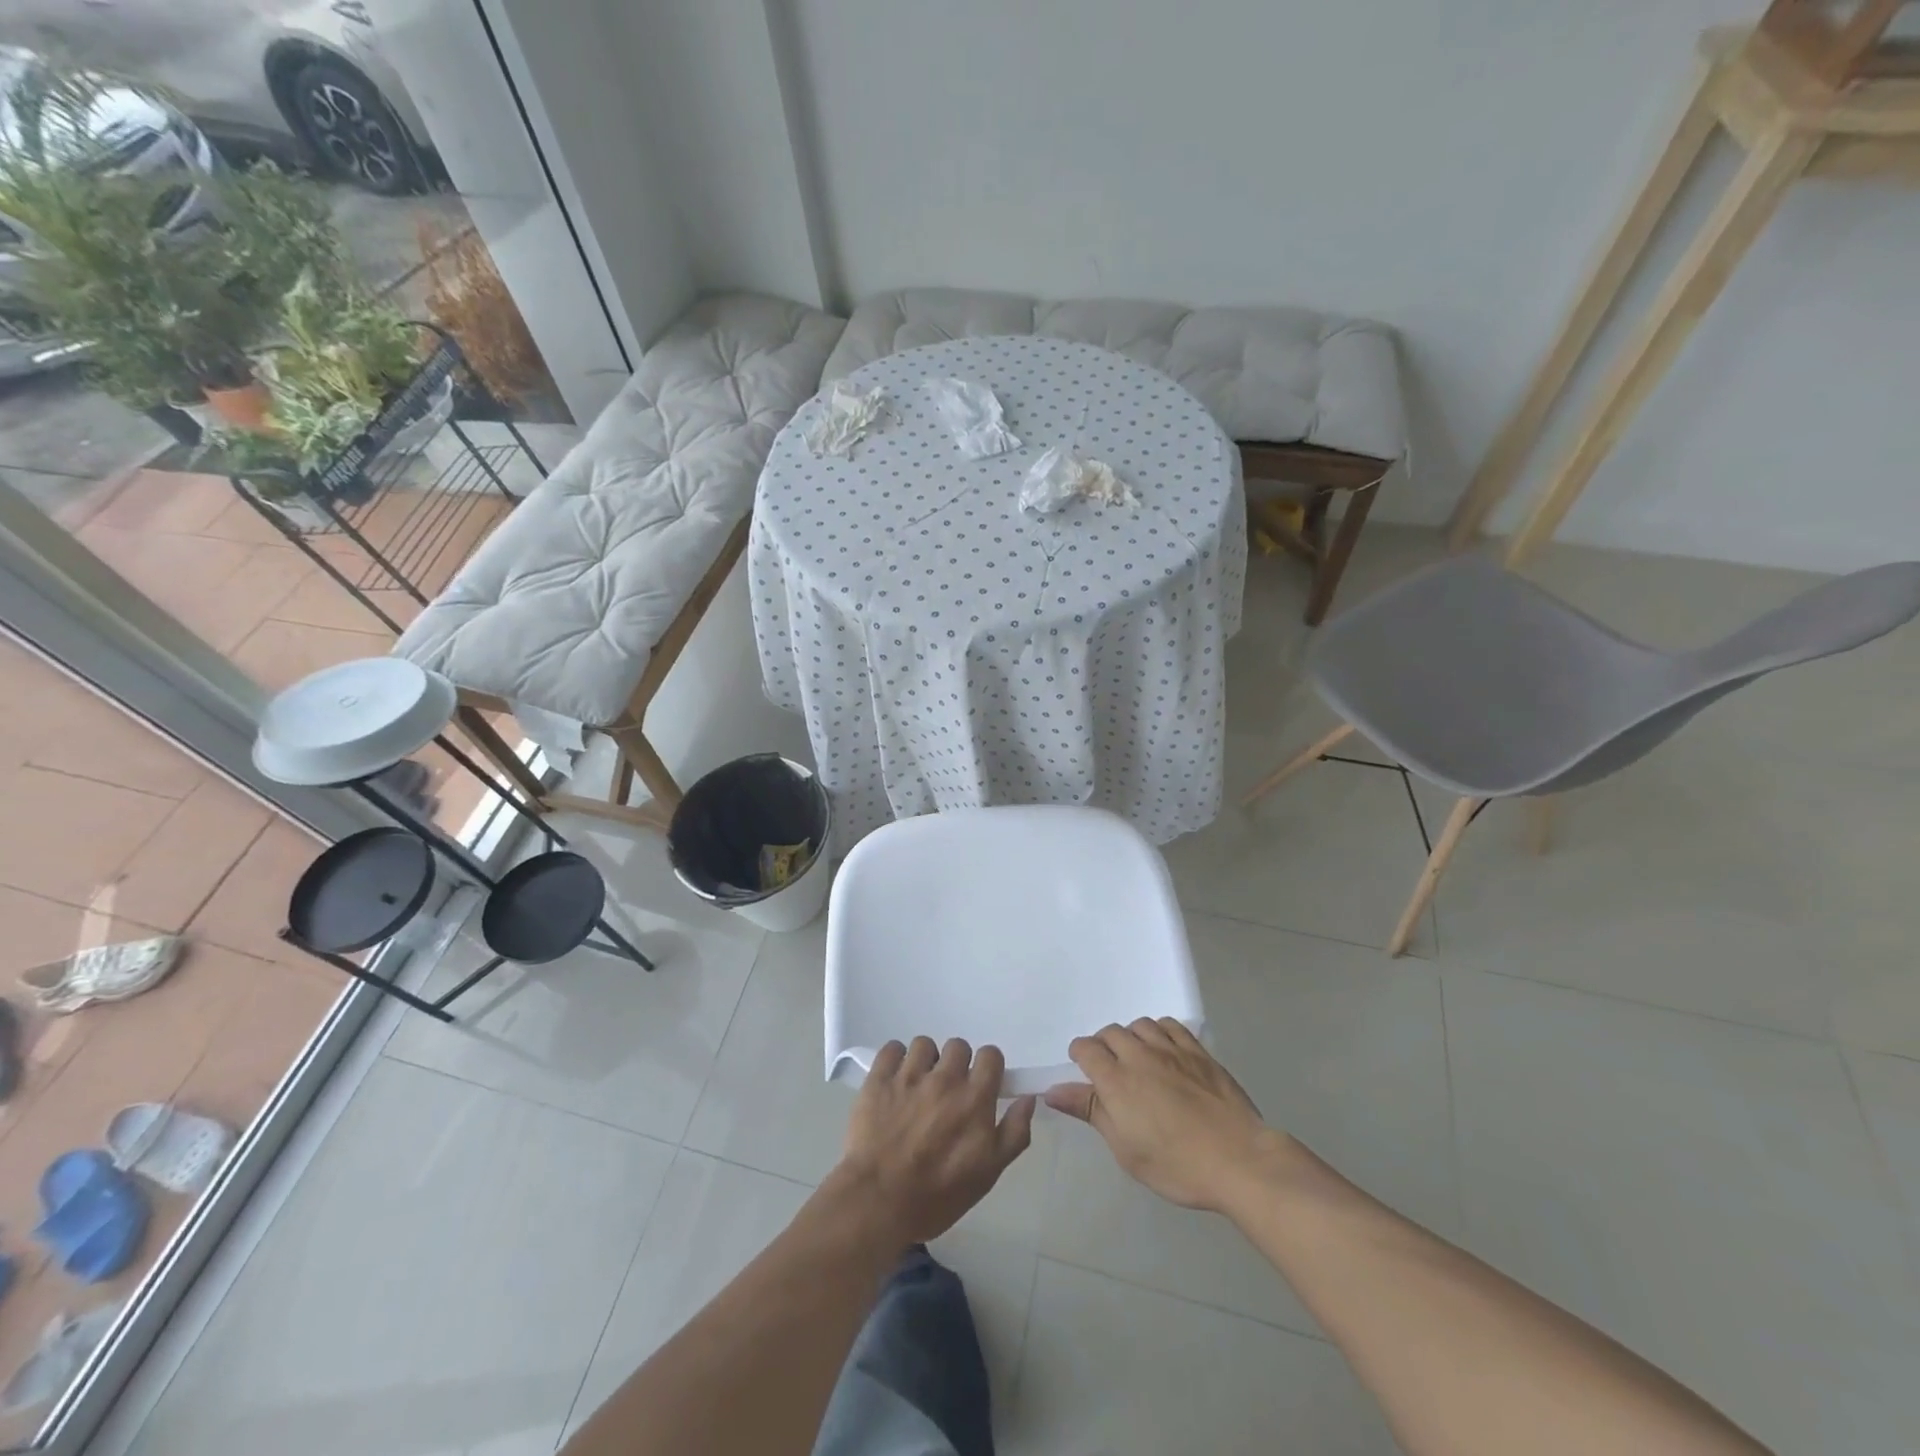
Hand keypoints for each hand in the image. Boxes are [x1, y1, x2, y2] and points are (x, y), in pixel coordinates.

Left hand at [833, 1037, 1035, 1244]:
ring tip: (918, 1086)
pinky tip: (895, 1079)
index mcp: (974, 1098)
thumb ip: (1014, 1132)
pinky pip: (891, 1048)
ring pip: (924, 1045)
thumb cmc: (938, 1195)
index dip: (987, 1067)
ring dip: (925, 1061)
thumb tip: (1028, 1099)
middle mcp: (945, 1078)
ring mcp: (910, 1075)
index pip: (990, 1055)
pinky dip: (895, 1059)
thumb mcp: (988, 1173)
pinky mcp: (879, 1078)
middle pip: (958, 1046)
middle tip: (947, 1092)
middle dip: (956, 1064)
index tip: (979, 1085)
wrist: (878, 1202)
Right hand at [1044, 1019, 1280, 1212]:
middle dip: (1103, 1046)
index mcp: (1116, 1080)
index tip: (1084, 1075)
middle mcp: (1140, 1055)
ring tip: (1137, 1059)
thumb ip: (1091, 1112)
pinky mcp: (1198, 1051)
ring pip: (1139, 1024)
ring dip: (1131, 1037)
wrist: (1239, 1160)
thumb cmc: (1177, 1165)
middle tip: (1111, 1073)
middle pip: (1110, 1032)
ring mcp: (1171, 1049)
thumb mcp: (1126, 1150)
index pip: (1085, 1048)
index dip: (1079, 1057)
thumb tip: (1054, 1091)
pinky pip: (1170, 1025)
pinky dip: (1159, 1031)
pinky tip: (1164, 1050)